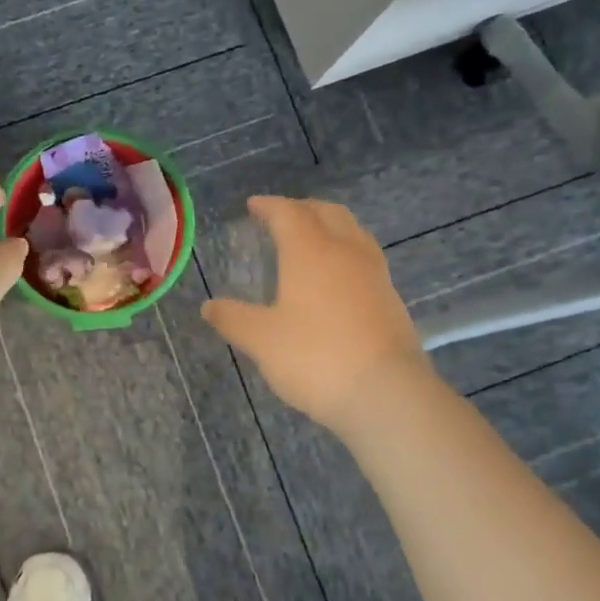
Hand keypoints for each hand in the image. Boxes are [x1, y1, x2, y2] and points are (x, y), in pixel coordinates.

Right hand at [202, 196, 434, 432]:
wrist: (387, 394)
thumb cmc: (315, 358)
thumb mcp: (262, 340)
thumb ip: (233, 318)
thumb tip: (208, 307)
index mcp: (310, 251)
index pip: (288, 213)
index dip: (269, 205)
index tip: (253, 206)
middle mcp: (345, 252)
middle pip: (327, 212)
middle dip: (302, 208)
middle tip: (281, 217)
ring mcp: (374, 274)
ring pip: (352, 231)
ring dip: (329, 225)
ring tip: (310, 241)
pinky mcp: (391, 298)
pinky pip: (364, 257)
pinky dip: (345, 251)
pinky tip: (335, 277)